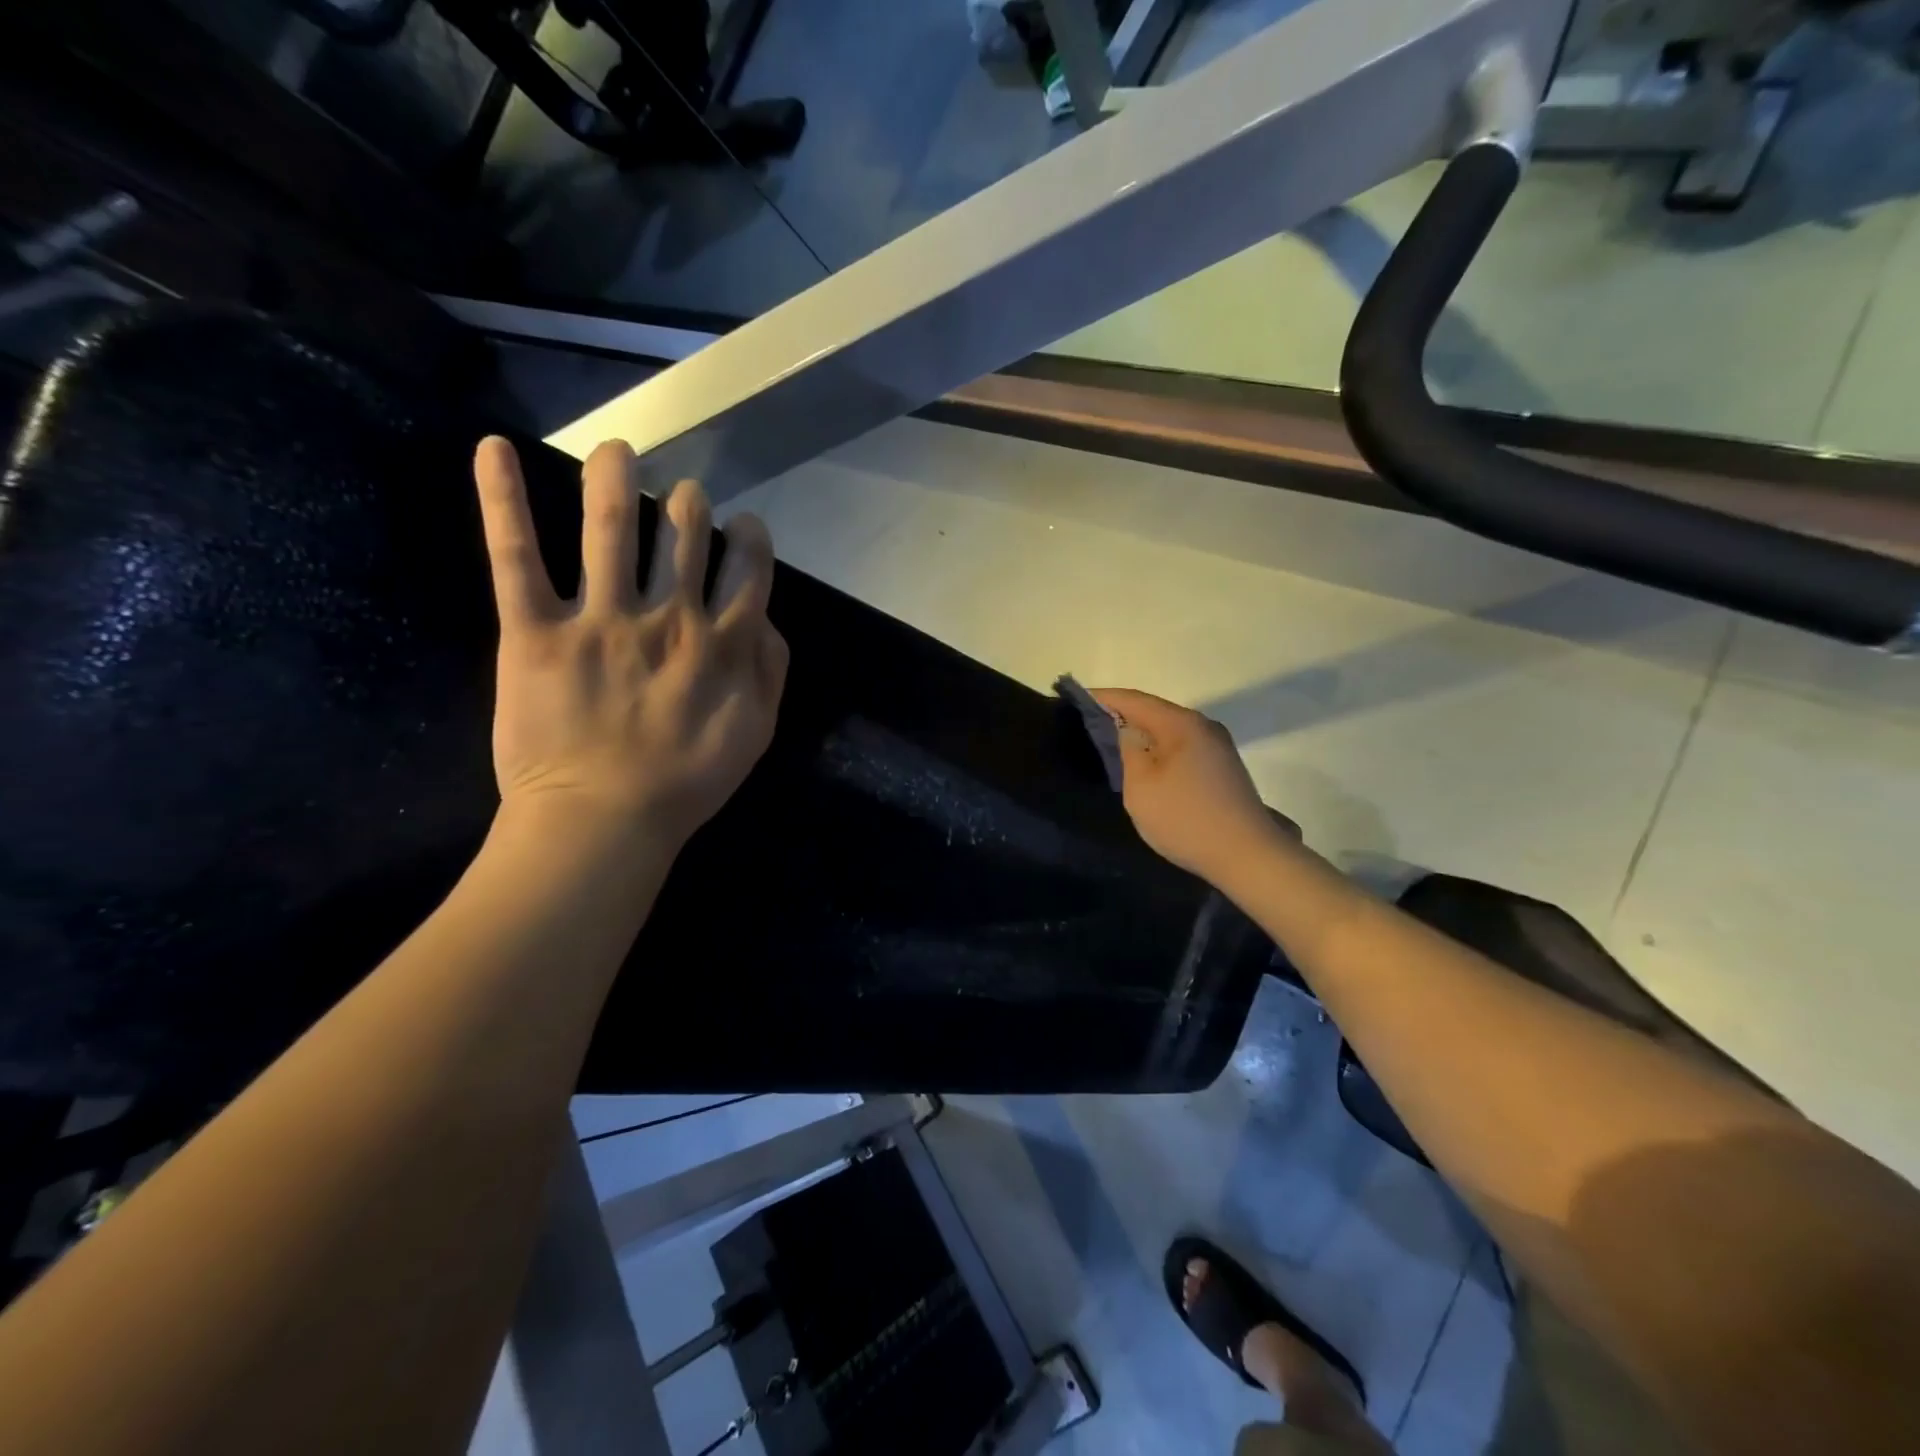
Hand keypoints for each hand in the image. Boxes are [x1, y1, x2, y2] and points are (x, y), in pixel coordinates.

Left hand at [473, 437, 787, 850]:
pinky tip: (492, 448)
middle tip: (681, 494)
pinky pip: (517, 556)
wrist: (604, 822)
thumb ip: (770, 670)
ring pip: (611, 528)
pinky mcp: (535, 631)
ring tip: (615, 449)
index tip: (743, 526)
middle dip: (687, 505)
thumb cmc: (687, 783)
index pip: (747, 568)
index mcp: (722, 642)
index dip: (749, 537)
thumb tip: (762, 617)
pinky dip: (502, 499)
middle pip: (684, 535)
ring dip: (614, 478)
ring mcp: (601, 618)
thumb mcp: (757, 732)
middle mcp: (669, 616)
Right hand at [1087, 688, 1279, 884]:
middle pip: (1154, 711)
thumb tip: (1124, 729)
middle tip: (1087, 725)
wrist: (1248, 856)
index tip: (1074, 700)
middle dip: (1121, 715)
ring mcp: (1217, 747)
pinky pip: (1182, 747)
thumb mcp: (1141, 786)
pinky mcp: (1223, 768)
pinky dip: (1159, 750)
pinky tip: (1145, 765)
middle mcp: (1203, 726)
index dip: (1102, 698)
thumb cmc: (1185, 818)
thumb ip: (1127, 750)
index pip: (1134, 699)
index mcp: (1181, 724)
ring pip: (1169, 731)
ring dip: (1141, 735)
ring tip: (1111, 745)